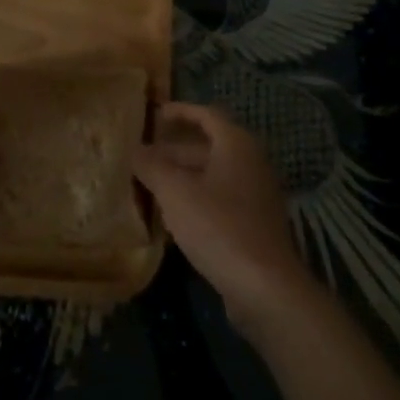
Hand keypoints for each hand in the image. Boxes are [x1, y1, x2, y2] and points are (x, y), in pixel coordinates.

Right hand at [133, 102, 315, 332]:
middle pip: (209, 146)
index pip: (206, 114)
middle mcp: (251, 162)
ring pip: (214, 175)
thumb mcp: (175, 192)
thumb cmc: (219, 226)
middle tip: (144, 158)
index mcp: (236, 144)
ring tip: (151, 186)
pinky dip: (197, 199)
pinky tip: (174, 218)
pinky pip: (221, 199)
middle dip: (175, 150)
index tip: (155, 115)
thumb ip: (152, 166)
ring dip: (183, 177)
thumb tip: (134, 149)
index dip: (180, 111)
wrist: (265, 287)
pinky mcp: (256, 224)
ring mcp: (256, 194)